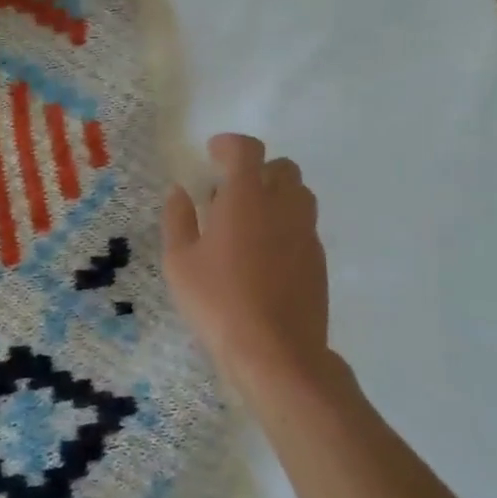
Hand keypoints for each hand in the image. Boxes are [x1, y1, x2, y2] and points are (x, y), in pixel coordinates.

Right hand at [162, 134, 331, 385]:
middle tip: (227, 193)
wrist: (276, 352)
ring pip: (298, 196)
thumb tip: (179, 192)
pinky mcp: (318, 260)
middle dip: (256, 170)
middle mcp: (283, 206)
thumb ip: (178, 220)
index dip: (229, 145)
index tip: (212, 153)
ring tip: (246, 224)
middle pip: (281, 168)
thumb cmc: (218, 302)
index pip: (246, 150)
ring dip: (274, 196)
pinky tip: (262, 256)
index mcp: (246, 198)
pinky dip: (284, 225)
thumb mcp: (179, 262)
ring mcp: (306, 234)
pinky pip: (303, 226)